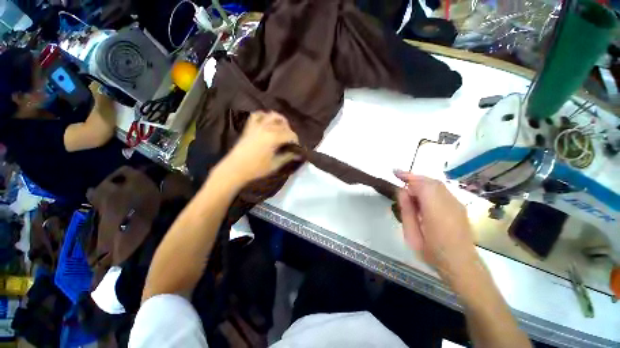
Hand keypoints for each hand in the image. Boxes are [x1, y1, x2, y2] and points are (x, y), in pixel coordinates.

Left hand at [218, 111, 298, 184]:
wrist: (235, 168)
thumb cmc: (257, 168)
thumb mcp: (275, 164)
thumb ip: (288, 157)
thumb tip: (298, 154)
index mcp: (274, 137)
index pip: (291, 135)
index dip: (296, 141)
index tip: (297, 148)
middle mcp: (267, 128)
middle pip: (283, 125)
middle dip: (290, 132)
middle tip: (290, 142)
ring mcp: (257, 125)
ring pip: (272, 115)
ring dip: (280, 120)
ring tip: (282, 128)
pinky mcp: (250, 127)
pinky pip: (257, 115)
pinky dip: (264, 116)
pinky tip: (267, 122)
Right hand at [395, 170, 477, 280]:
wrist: (462, 266)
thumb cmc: (432, 253)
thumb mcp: (412, 234)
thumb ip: (407, 210)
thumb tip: (402, 191)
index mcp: (436, 211)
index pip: (422, 185)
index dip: (408, 176)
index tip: (395, 172)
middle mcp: (449, 203)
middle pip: (430, 181)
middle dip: (414, 177)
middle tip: (399, 178)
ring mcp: (457, 204)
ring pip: (437, 185)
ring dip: (421, 182)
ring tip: (408, 188)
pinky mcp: (460, 207)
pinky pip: (442, 191)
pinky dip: (430, 188)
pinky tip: (422, 196)